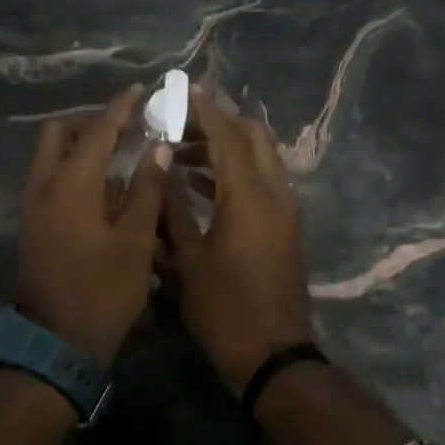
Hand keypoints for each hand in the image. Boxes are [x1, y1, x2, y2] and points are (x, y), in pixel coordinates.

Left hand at [16, 85, 171, 366]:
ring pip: (50, 157)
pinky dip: (73, 171)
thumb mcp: (134, 241)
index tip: (140, 90)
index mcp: (69, 185)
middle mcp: (43, 186)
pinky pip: (50, 180)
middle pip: (58, 134)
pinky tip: (104, 190)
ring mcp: (33, 207)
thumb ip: (146, 189)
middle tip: (125, 127)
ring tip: (120, 156)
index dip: (120, 108)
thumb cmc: (102, 292)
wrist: (54, 345)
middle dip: (90, 123)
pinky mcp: (33, 225)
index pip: (96, 131)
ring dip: (80, 147)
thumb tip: (158, 148)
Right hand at [163, 88, 315, 393]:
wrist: (274, 356)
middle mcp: (274, 193)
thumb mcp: (187, 259)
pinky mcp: (285, 226)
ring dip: (225, 146)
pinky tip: (201, 182)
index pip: (227, 136)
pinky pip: (262, 180)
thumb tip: (160, 167)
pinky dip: (235, 170)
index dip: (205, 109)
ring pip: (259, 157)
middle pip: (253, 136)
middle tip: (180, 122)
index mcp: (248, 197)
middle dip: (219, 122)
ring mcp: (284, 209)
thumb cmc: (224, 309)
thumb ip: (172, 208)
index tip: (183, 88)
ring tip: (181, 152)